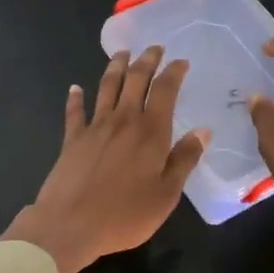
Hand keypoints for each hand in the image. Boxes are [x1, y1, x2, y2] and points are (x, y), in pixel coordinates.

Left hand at [3, 47, 209, 272]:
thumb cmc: (125, 215)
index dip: (174, 72)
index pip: (165, 90)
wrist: (70, 224)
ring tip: (123, 53)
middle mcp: (123, 120)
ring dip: (116, 67)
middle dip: (146, 60)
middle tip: (154, 48)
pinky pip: (75, 111)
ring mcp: (95, 127)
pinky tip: (75, 88)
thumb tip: (203, 131)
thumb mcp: (166, 194)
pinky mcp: (72, 139)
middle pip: (135, 80)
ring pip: (107, 87)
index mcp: (150, 132)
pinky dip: (76, 97)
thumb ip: (184, 160)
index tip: (181, 61)